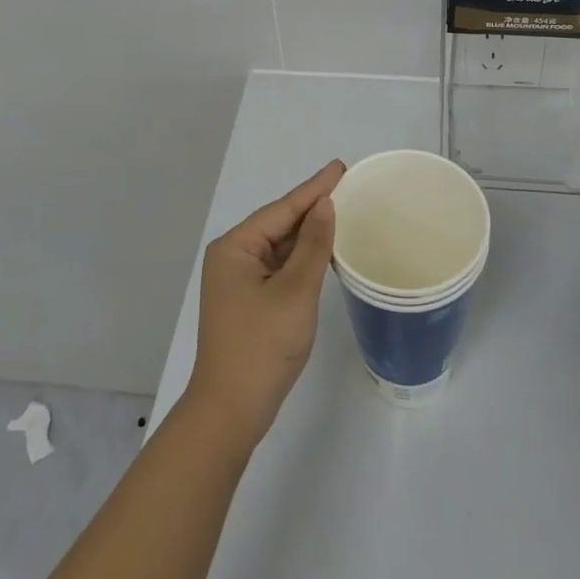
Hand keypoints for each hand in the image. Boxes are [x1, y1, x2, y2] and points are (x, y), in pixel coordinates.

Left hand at [185, 160, 344, 445]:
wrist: (231, 411)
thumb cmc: (262, 346)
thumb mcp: (295, 291)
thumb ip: (313, 245)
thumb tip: (325, 205)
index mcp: (235, 247)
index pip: (282, 209)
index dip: (314, 188)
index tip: (341, 167)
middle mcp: (232, 257)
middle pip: (279, 224)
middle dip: (312, 208)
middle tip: (348, 187)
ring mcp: (238, 281)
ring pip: (281, 247)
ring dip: (309, 234)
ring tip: (343, 212)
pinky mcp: (248, 302)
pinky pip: (280, 267)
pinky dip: (302, 259)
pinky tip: (326, 253)